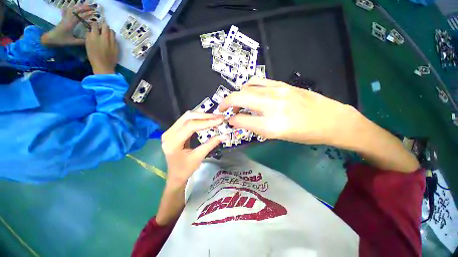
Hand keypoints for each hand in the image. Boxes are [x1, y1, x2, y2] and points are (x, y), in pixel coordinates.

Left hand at [41, 4, 93, 45]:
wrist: (49, 39)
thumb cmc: (61, 40)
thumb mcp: (72, 42)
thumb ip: (81, 41)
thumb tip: (91, 40)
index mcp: (71, 24)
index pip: (80, 16)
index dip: (87, 14)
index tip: (93, 12)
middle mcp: (68, 19)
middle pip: (76, 10)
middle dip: (83, 8)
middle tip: (91, 7)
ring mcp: (65, 18)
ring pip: (72, 9)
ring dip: (78, 7)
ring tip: (84, 6)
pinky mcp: (63, 19)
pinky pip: (67, 11)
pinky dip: (71, 8)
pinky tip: (73, 7)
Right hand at [85, 22, 118, 74]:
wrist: (104, 66)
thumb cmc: (93, 56)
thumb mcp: (87, 44)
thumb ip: (89, 36)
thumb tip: (91, 30)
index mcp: (94, 36)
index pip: (95, 24)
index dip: (95, 24)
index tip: (96, 26)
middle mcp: (104, 37)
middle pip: (105, 26)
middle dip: (103, 26)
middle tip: (102, 29)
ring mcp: (111, 42)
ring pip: (112, 31)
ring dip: (109, 31)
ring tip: (107, 34)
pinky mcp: (117, 46)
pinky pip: (115, 38)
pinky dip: (113, 38)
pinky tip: (110, 41)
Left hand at [161, 112, 227, 184]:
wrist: (175, 175)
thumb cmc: (185, 169)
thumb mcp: (199, 157)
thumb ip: (211, 144)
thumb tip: (225, 135)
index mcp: (173, 142)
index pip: (190, 126)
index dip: (206, 122)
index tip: (219, 120)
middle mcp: (169, 133)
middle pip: (187, 118)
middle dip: (205, 116)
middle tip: (218, 117)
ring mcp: (170, 131)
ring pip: (186, 117)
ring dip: (201, 116)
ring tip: (214, 117)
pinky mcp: (173, 131)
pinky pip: (186, 120)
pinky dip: (197, 119)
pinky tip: (206, 119)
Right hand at [219, 77, 361, 145]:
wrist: (331, 120)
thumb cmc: (305, 133)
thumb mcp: (277, 136)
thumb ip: (255, 127)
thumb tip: (239, 120)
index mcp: (271, 125)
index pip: (241, 120)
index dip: (232, 120)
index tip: (229, 121)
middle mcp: (272, 106)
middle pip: (239, 98)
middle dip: (226, 103)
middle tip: (224, 109)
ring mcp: (277, 91)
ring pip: (246, 88)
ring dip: (236, 96)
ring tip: (238, 103)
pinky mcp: (282, 84)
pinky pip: (258, 81)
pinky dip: (248, 87)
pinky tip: (249, 92)